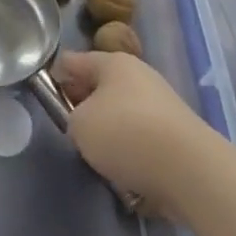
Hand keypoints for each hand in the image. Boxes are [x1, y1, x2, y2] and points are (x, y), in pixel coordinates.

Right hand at [53, 50, 222, 209]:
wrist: (190, 170)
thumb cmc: (125, 134)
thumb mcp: (79, 126)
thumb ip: (72, 119)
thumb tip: (86, 123)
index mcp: (113, 62)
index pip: (73, 61)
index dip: (55, 77)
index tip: (45, 98)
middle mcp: (139, 75)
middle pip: (100, 87)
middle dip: (84, 107)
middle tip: (72, 131)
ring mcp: (162, 103)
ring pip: (123, 114)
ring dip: (110, 133)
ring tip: (101, 159)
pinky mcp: (178, 134)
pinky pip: (144, 138)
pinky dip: (134, 153)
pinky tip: (129, 174)